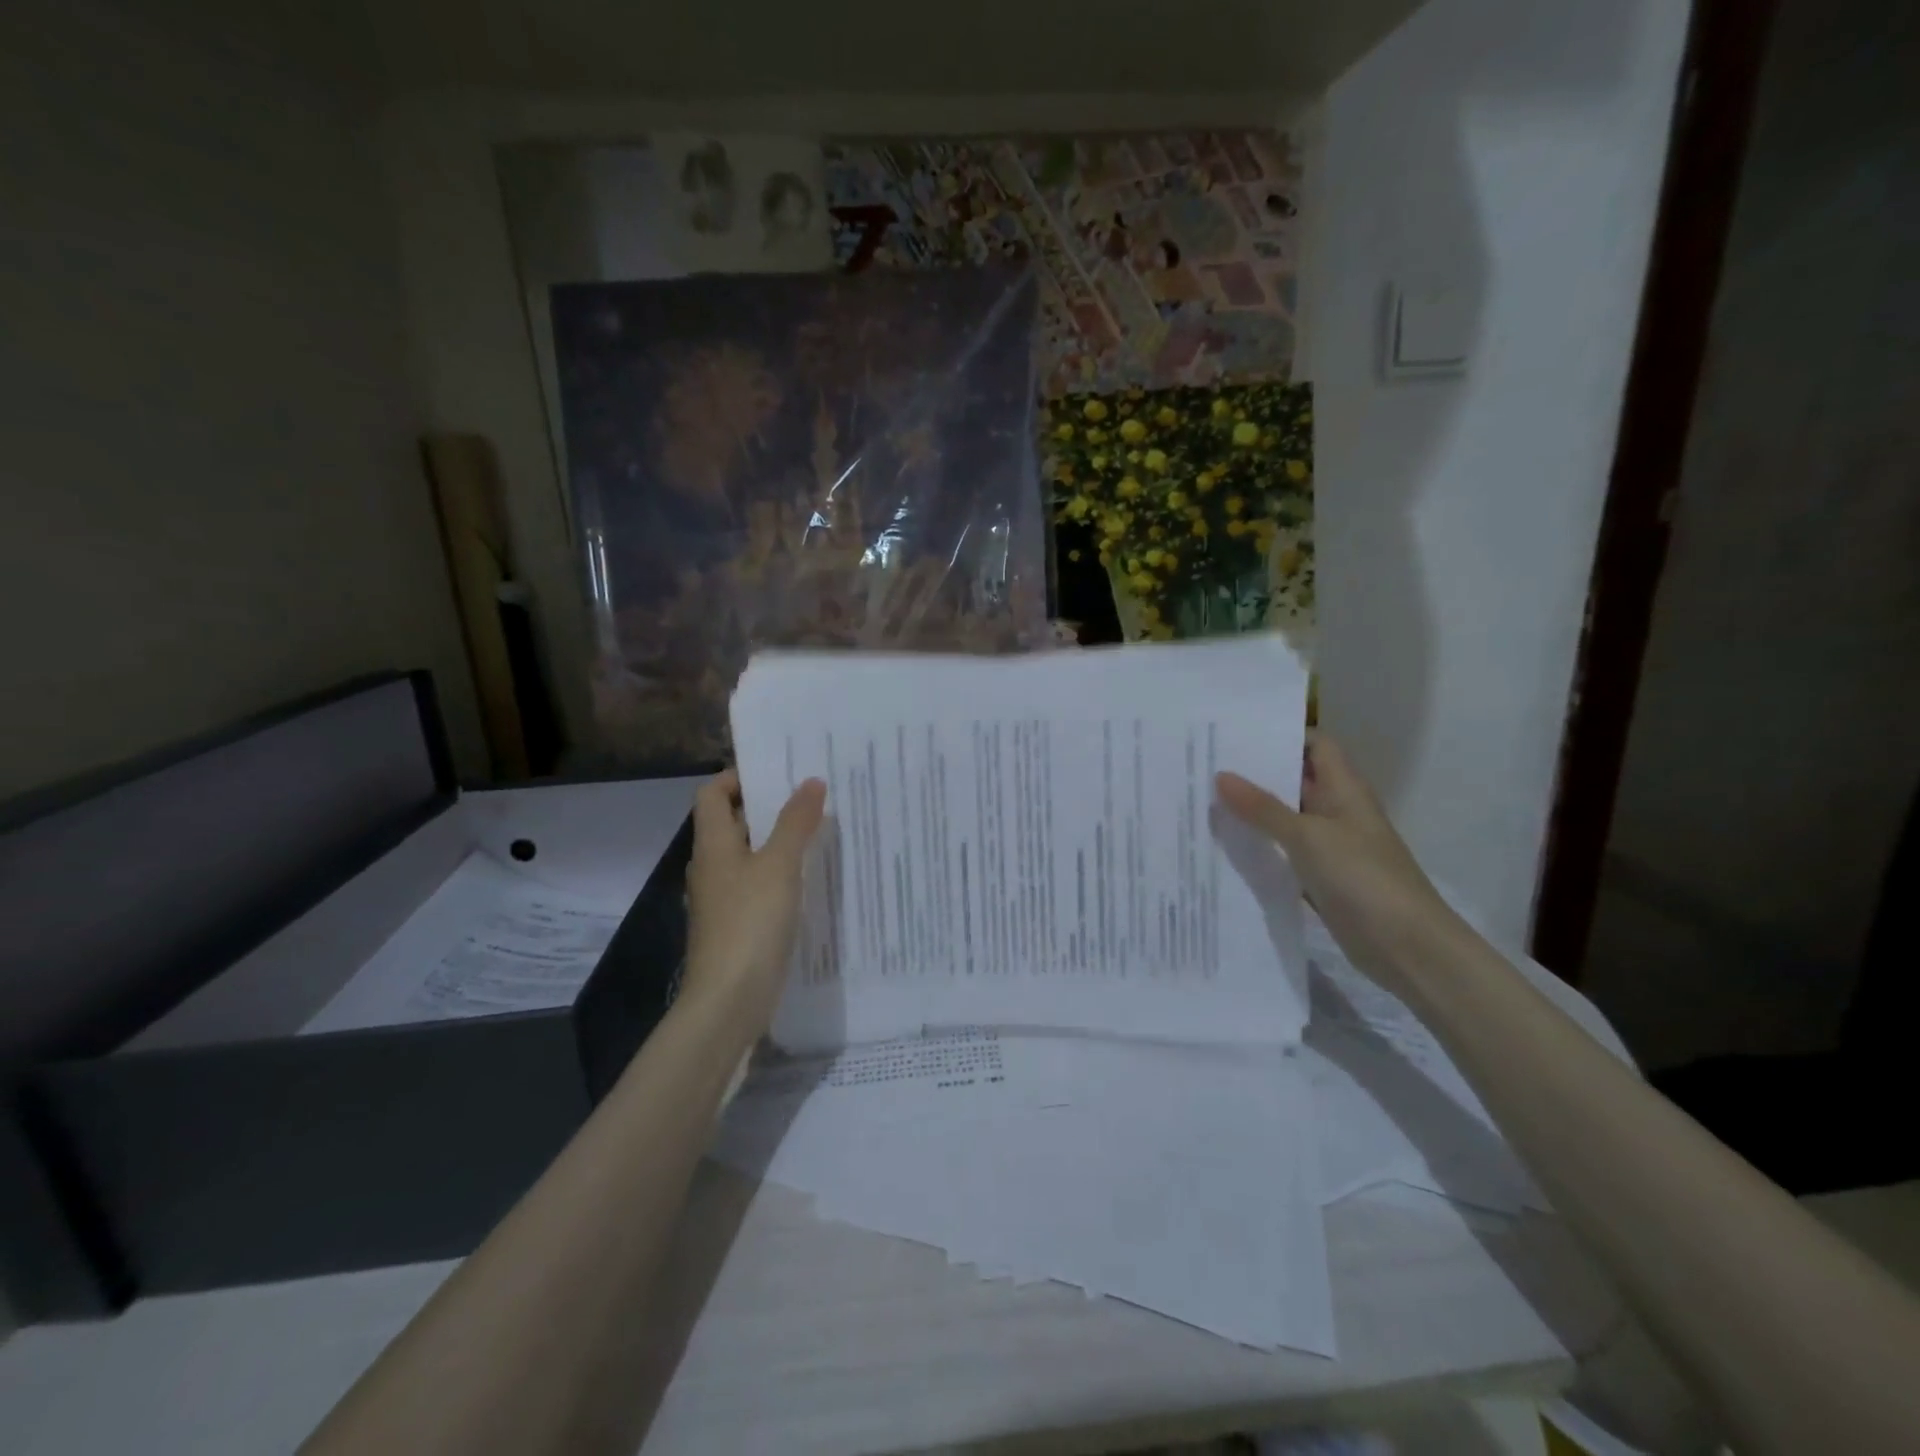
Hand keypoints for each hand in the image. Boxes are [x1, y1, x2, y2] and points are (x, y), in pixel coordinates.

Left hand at [682, 770, 825, 1035]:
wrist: (728, 1002)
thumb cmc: (749, 924)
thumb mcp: (779, 866)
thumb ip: (795, 822)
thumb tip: (811, 781)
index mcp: (713, 846)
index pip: (712, 794)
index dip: (737, 777)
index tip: (778, 771)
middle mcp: (712, 868)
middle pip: (732, 823)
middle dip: (767, 806)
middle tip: (811, 795)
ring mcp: (722, 900)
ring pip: (748, 856)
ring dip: (777, 841)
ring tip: (819, 830)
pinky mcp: (737, 926)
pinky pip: (758, 886)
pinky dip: (780, 875)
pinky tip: (810, 879)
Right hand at [1217, 735, 1465, 996]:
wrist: (1407, 948)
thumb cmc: (1363, 878)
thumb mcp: (1308, 837)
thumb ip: (1263, 808)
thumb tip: (1221, 776)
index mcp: (1344, 789)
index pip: (1315, 745)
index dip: (1281, 734)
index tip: (1235, 732)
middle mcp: (1336, 811)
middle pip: (1294, 780)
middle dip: (1254, 772)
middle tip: (1204, 763)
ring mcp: (1329, 846)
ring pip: (1284, 818)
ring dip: (1251, 812)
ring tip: (1201, 799)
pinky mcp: (1320, 878)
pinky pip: (1283, 853)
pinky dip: (1259, 848)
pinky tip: (1222, 846)